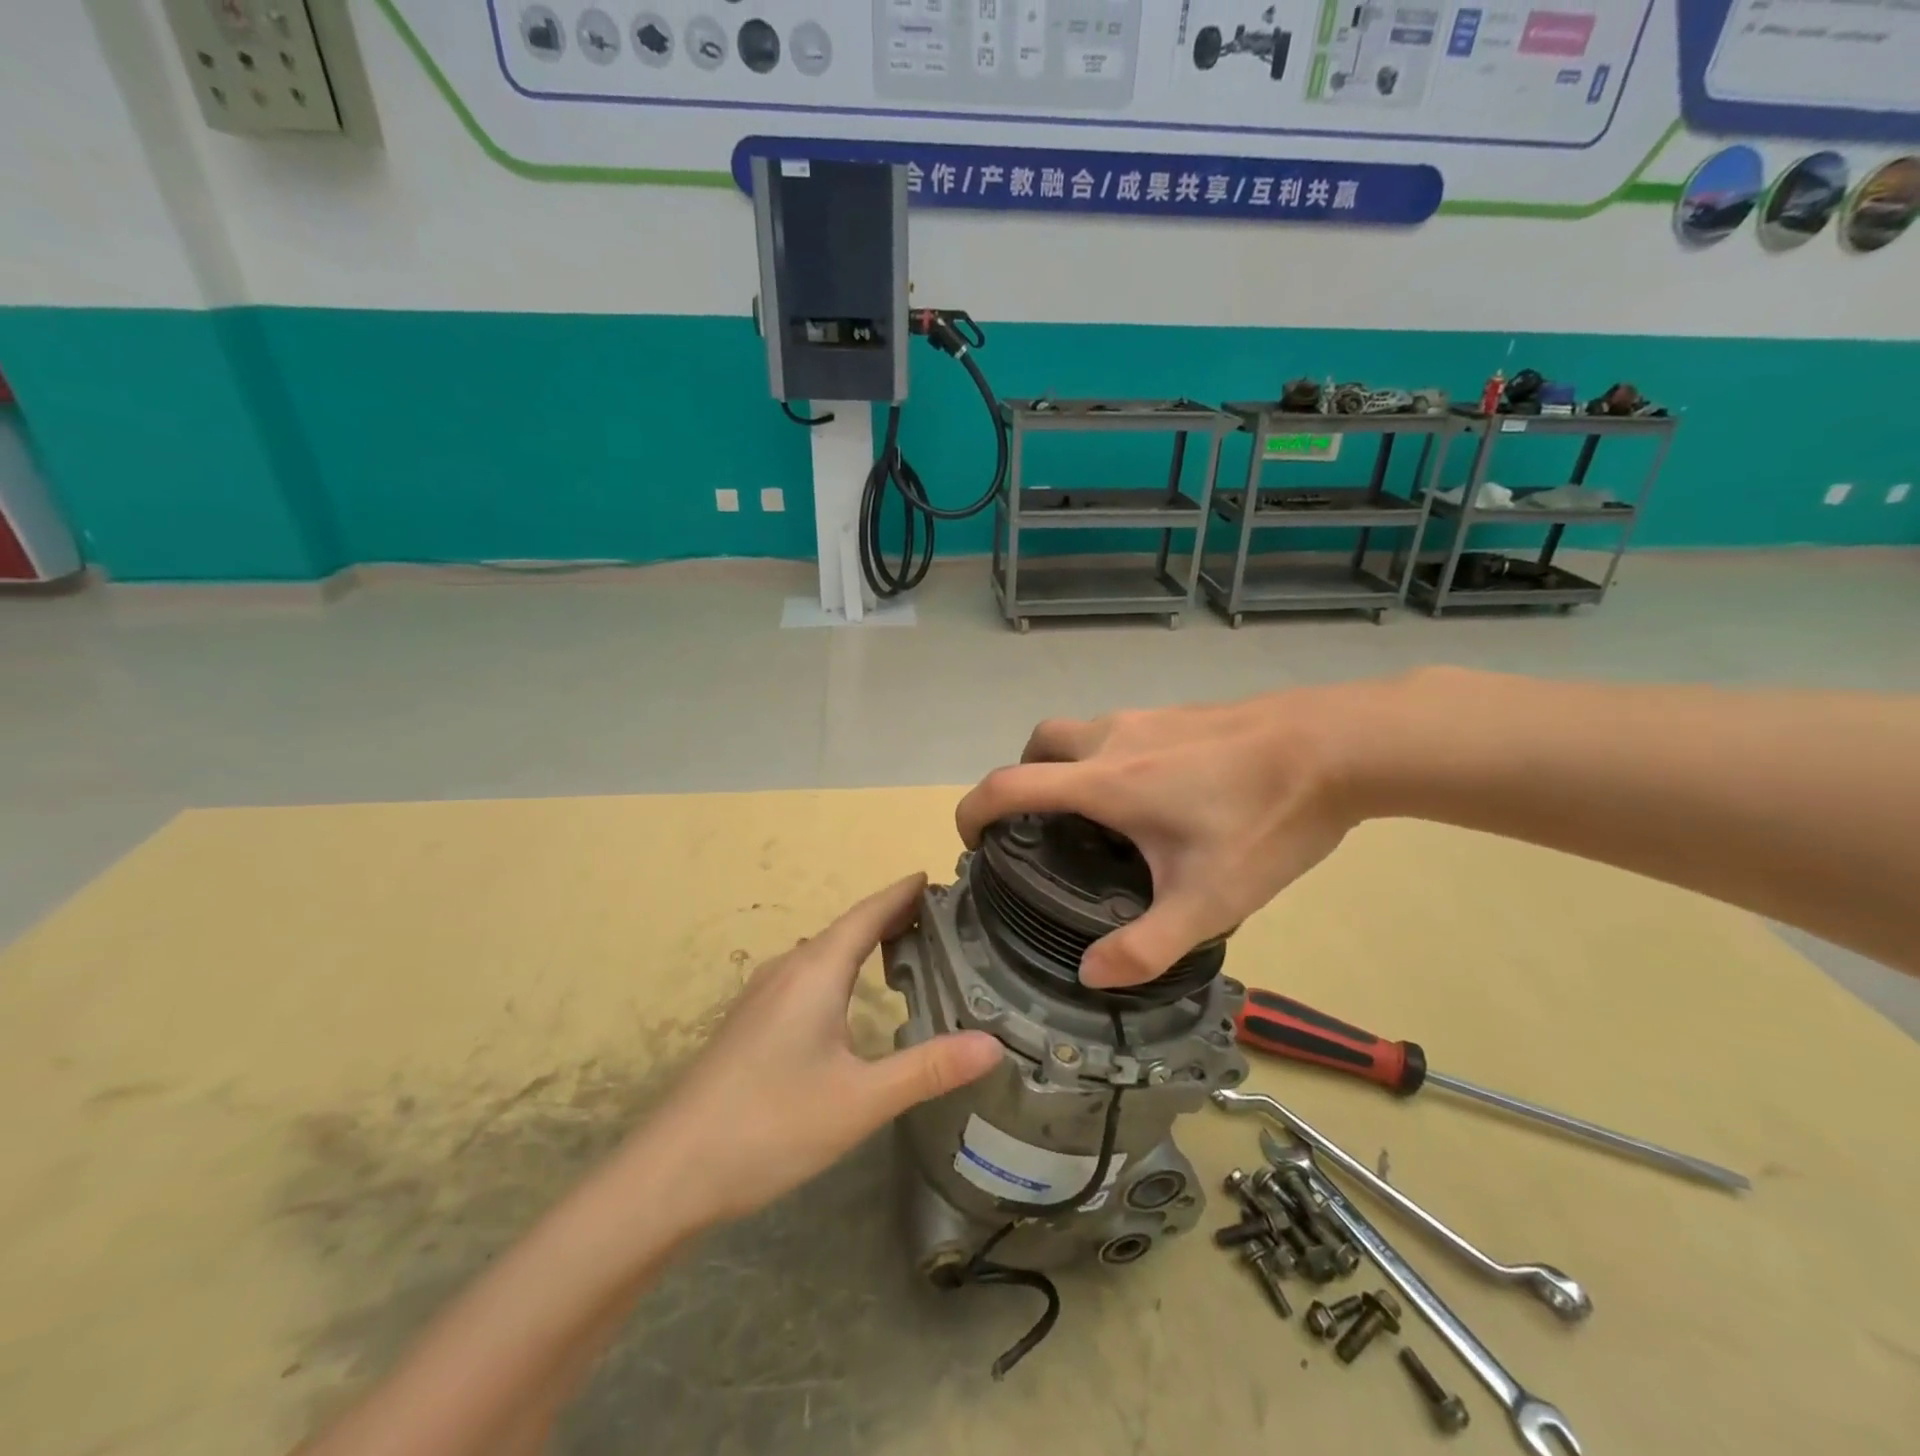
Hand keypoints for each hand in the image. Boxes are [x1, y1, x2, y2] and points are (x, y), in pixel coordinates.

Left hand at [643, 875, 1001, 1225]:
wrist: (669, 1172)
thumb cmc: (770, 1125)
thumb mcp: (860, 1100)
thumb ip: (927, 1070)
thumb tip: (993, 1044)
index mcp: (816, 972)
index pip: (868, 913)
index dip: (901, 893)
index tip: (934, 877)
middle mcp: (788, 970)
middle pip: (845, 928)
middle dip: (888, 916)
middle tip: (936, 918)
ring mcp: (762, 996)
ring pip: (822, 954)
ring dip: (861, 942)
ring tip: (900, 949)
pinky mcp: (749, 1023)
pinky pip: (805, 976)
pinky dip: (838, 968)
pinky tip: (845, 998)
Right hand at [955, 690, 1364, 988]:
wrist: (1338, 745)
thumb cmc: (1266, 819)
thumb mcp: (1209, 900)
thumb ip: (1145, 946)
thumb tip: (1089, 973)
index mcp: (1104, 781)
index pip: (1009, 784)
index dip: (973, 809)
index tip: (969, 839)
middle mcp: (1112, 738)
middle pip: (1037, 744)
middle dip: (1021, 779)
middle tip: (1039, 827)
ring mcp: (1147, 717)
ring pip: (1079, 732)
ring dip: (1066, 767)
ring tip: (1099, 819)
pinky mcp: (1178, 712)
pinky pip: (1118, 730)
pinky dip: (1106, 757)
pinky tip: (1156, 796)